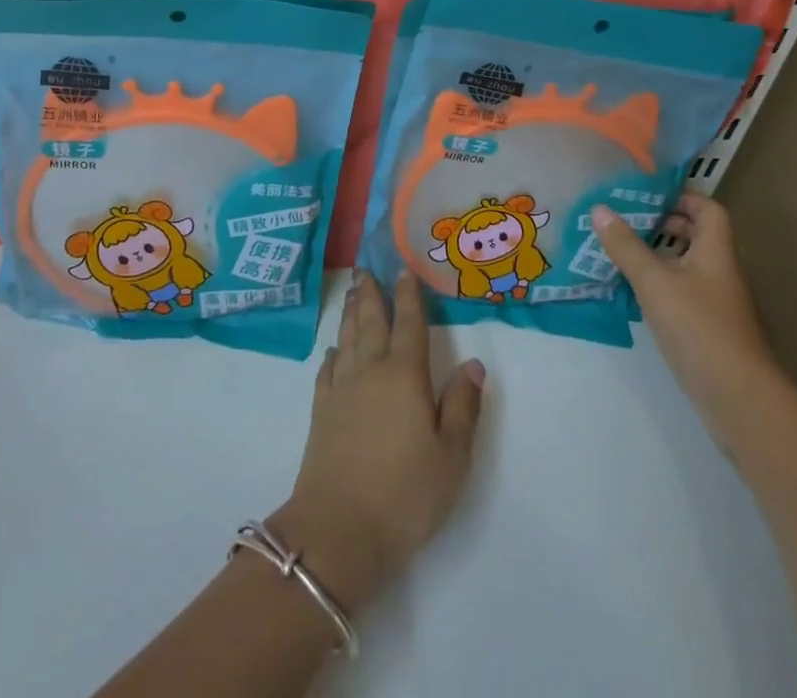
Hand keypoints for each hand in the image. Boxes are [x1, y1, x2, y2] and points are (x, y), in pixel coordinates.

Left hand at [273, 270, 486, 613]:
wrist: (338, 527)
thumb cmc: (405, 493)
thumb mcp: (451, 457)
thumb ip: (462, 406)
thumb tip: (474, 364)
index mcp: (404, 376)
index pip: (408, 325)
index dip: (408, 297)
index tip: (402, 270)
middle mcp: (370, 371)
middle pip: (370, 322)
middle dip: (370, 294)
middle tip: (364, 268)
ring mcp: (341, 389)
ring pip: (347, 338)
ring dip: (350, 313)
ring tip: (350, 293)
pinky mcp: (321, 412)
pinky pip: (327, 369)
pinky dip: (332, 353)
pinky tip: (333, 350)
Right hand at [592, 193, 777, 427]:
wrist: (737, 396)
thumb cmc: (698, 326)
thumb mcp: (653, 280)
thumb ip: (625, 245)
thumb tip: (599, 209)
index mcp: (715, 251)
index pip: (707, 209)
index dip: (680, 196)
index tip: (646, 194)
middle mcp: (720, 271)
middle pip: (696, 235)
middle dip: (662, 224)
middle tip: (626, 220)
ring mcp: (716, 301)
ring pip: (686, 265)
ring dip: (656, 255)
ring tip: (619, 251)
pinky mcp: (708, 327)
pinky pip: (681, 291)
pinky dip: (658, 284)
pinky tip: (630, 291)